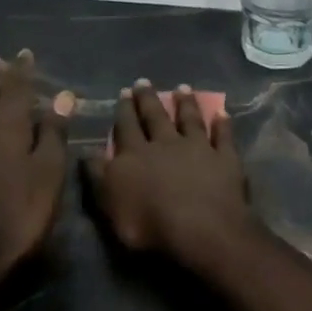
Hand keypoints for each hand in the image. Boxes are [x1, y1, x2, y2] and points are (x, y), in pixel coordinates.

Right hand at [86, 80, 254, 270]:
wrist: (200, 229)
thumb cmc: (149, 225)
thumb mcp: (110, 204)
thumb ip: (98, 176)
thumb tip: (87, 152)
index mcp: (136, 155)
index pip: (126, 127)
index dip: (124, 110)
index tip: (123, 91)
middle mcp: (166, 144)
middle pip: (156, 117)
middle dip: (149, 99)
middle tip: (144, 81)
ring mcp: (198, 148)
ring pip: (190, 120)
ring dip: (186, 103)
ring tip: (182, 88)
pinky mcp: (225, 158)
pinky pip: (224, 137)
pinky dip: (223, 125)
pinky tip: (222, 113)